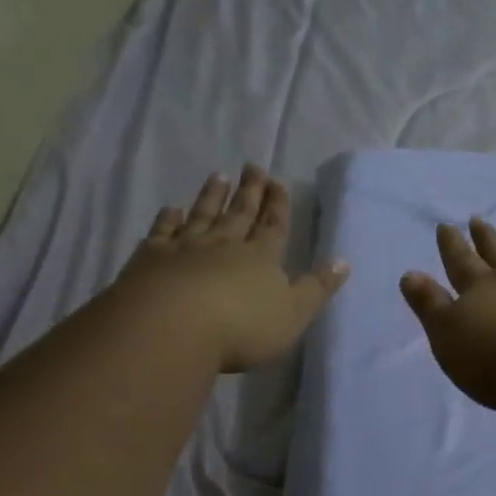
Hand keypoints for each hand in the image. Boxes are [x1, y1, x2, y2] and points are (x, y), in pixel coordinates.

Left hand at [115, 165, 348, 372]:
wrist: (173, 328)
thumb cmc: (242, 327)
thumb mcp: (293, 314)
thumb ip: (317, 288)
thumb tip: (343, 261)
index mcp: (261, 257)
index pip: (273, 225)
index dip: (277, 204)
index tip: (277, 181)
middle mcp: (225, 244)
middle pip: (240, 213)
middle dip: (249, 191)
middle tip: (252, 167)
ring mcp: (186, 248)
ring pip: (203, 215)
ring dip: (212, 196)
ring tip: (218, 176)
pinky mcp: (152, 258)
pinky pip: (162, 232)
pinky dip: (168, 219)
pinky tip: (171, 209)